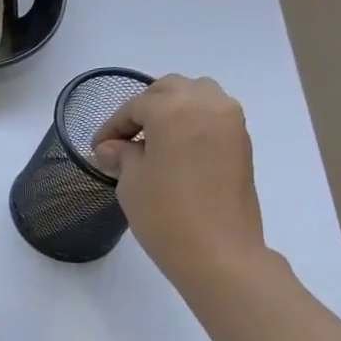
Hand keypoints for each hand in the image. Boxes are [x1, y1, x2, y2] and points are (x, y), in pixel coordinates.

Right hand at [91, 74, 265, 291]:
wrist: (217, 251)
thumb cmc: (165, 215)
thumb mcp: (131, 182)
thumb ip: (122, 156)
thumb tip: (113, 147)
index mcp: (174, 109)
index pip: (136, 105)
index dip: (113, 126)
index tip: (98, 148)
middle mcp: (207, 104)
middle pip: (170, 89)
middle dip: (143, 108)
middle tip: (124, 138)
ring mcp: (230, 121)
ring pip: (196, 96)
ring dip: (171, 110)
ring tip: (152, 141)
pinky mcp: (242, 142)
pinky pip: (212, 116)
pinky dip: (191, 123)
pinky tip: (174, 151)